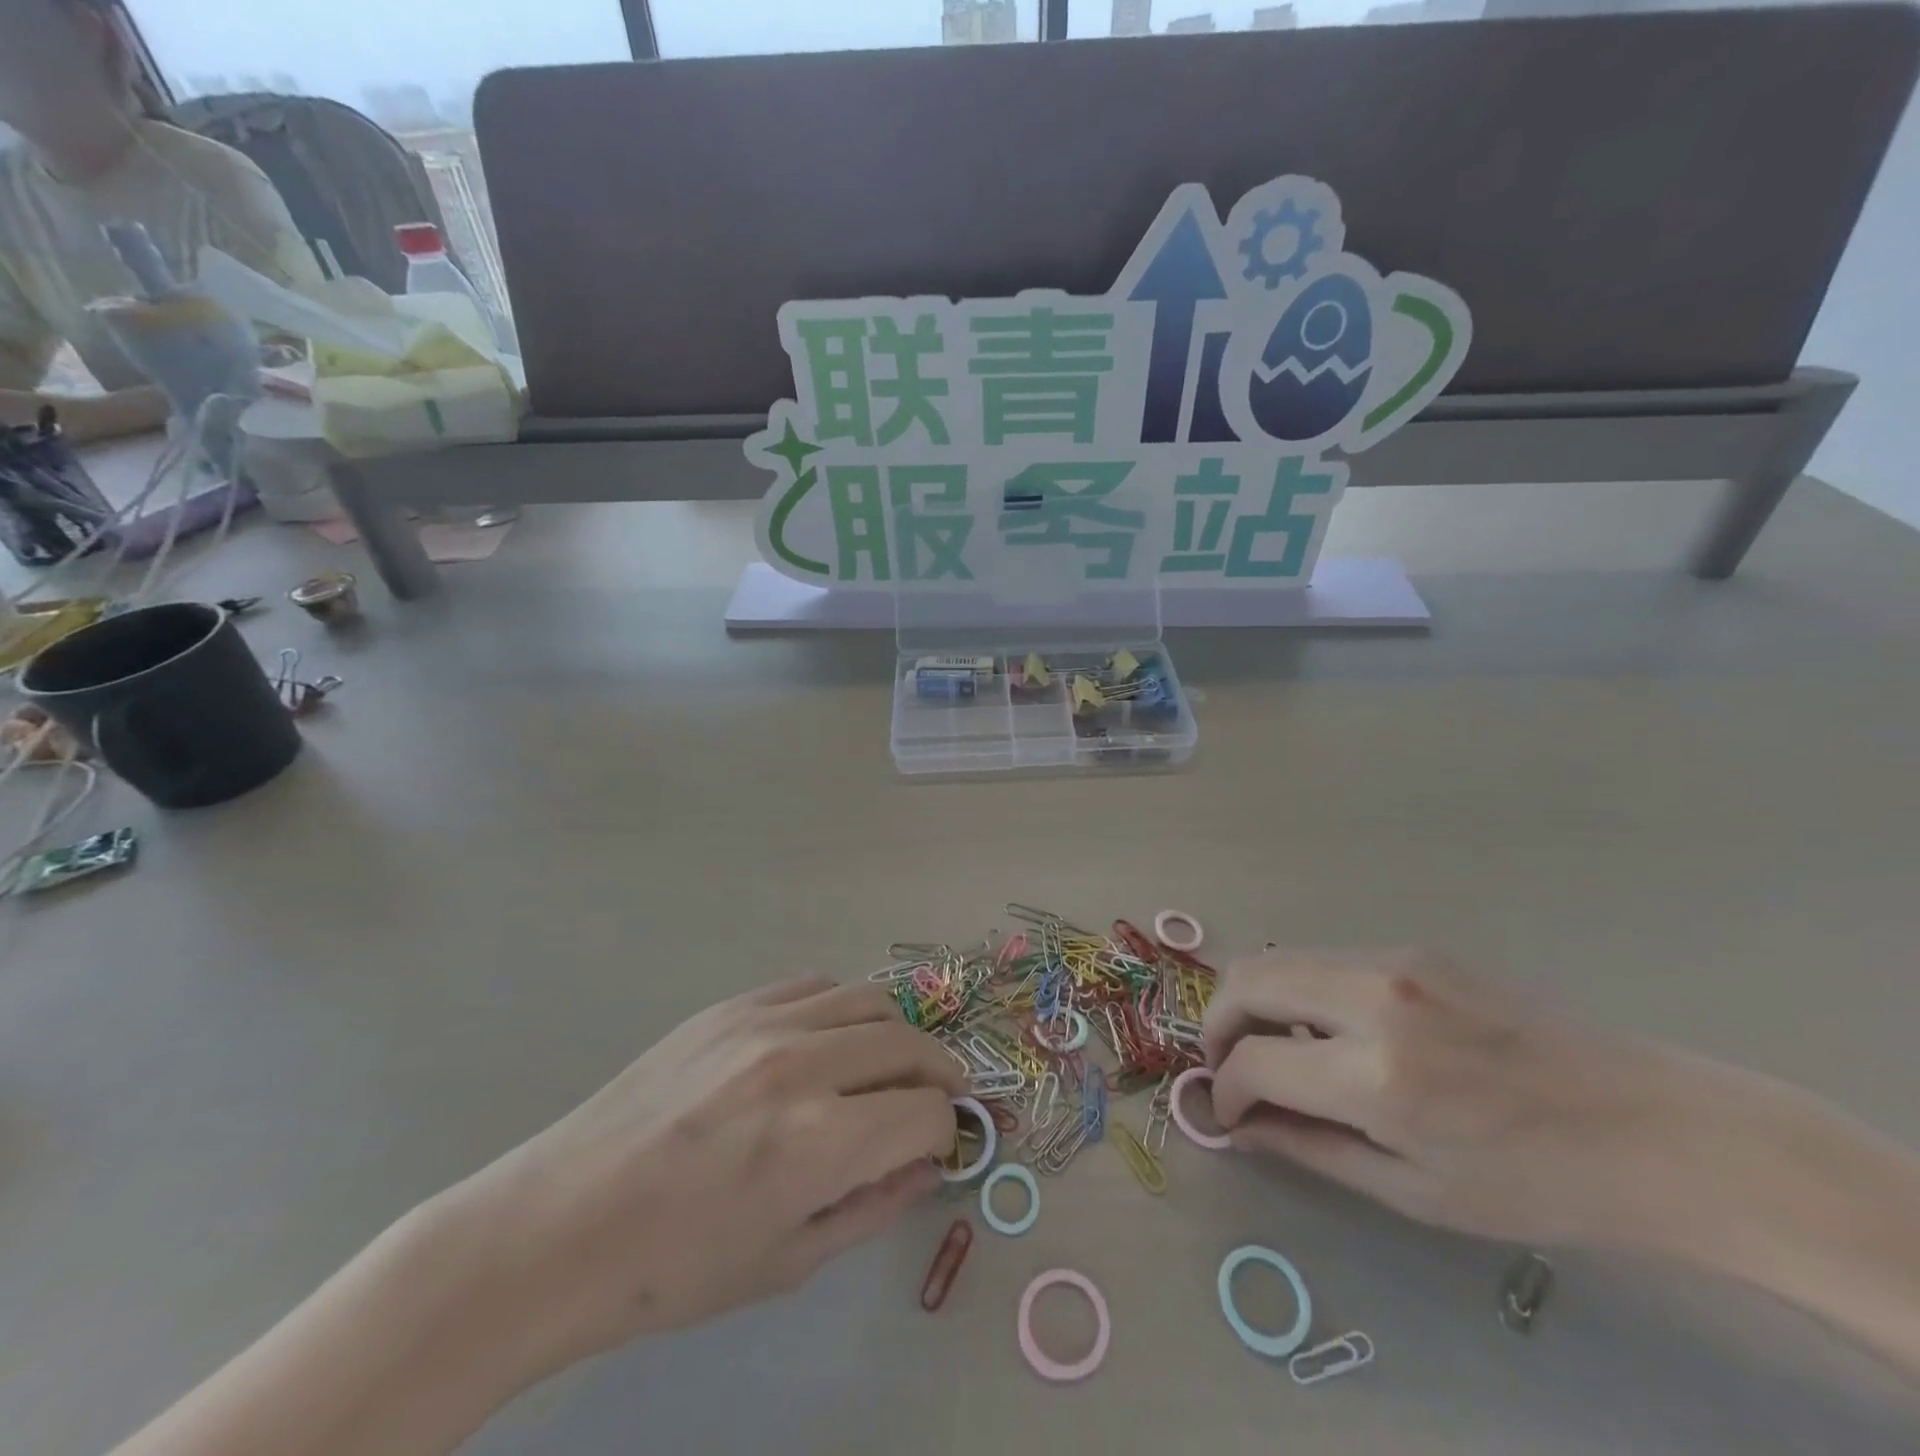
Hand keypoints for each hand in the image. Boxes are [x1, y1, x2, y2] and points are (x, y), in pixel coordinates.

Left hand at [444, 978, 964, 1380]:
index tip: (933, 1147)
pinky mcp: (731, 1004)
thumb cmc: (673, 1268)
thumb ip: (874, 1206)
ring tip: (878, 1068)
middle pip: (910, 1043)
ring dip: (893, 1035)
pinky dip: (841, 1010)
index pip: (928, 1112)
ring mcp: (764, 1022)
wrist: (559, 1224)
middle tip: (927, 1103)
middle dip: (937, 1075)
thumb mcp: (787, 1261)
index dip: (943, 1133)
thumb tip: (928, 1164)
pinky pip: (815, 985)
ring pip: (870, 999)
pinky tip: (823, 1044)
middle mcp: (802, 1064)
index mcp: (820, 1141)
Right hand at [1203, 948, 1721, 1248]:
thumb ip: (1310, 1149)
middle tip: (1229, 1066)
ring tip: (1279, 1050)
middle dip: (1217, 1023)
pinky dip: (1301, 990)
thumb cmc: (1540, 1184)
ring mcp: (1394, 960)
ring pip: (1277, 959)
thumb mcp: (1416, 1193)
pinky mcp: (1413, 947)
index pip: (1252, 1060)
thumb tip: (1239, 1126)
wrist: (1660, 1130)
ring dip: (1255, 1001)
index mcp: (1379, 1077)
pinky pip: (1324, 958)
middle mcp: (1373, 998)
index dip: (1225, 1089)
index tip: (1228, 1113)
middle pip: (1245, 980)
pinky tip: (1334, 1031)